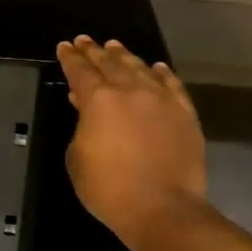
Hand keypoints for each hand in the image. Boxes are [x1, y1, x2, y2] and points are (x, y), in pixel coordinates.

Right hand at [56, 35, 206, 250]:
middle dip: (95, 51)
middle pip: (111, 63)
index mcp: (98, 100)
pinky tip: (156, 67)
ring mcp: (162, 101)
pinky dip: (162, 73)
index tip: (65, 46)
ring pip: (141, 69)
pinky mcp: (185, 115)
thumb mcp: (77, 157)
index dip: (71, 57)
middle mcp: (131, 91)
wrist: (162, 208)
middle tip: (86, 41)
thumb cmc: (108, 187)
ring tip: (115, 47)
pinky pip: (173, 85)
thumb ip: (81, 127)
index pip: (80, 71)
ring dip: (125, 57)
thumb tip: (88, 111)